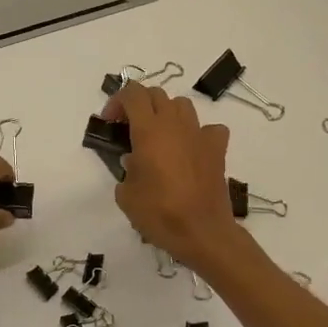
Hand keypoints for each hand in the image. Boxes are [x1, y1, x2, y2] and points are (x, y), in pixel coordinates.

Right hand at [104, 82, 241, 271]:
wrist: (202, 232)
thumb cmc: (158, 213)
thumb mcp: (126, 194)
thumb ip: (126, 170)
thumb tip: (135, 162)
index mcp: (148, 131)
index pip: (132, 94)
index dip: (117, 102)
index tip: (110, 123)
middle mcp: (175, 125)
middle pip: (156, 94)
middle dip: (139, 104)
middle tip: (129, 127)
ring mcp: (199, 135)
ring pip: (181, 105)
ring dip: (166, 113)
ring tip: (158, 135)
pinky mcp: (217, 150)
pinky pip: (209, 128)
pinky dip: (197, 133)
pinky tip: (190, 149)